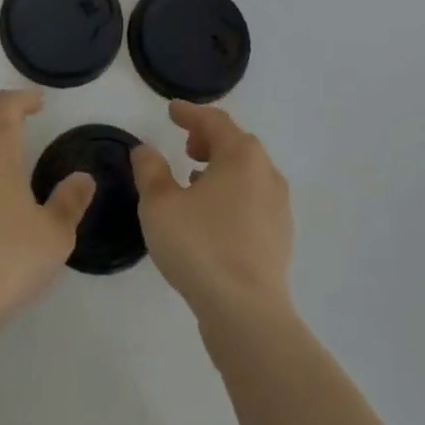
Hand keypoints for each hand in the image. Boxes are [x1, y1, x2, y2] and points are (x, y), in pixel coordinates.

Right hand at [132, 101, 292, 325]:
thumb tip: (145, 150)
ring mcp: (278, 207)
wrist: (246, 314)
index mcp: (241, 156)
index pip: (214, 121)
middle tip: (185, 144)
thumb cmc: (200, 247)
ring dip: (220, 168)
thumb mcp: (160, 204)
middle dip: (209, 139)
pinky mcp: (279, 238)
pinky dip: (231, 194)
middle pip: (236, 144)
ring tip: (194, 179)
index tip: (172, 111)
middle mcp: (266, 174)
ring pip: (247, 173)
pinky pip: (253, 199)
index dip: (190, 113)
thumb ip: (150, 170)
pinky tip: (212, 214)